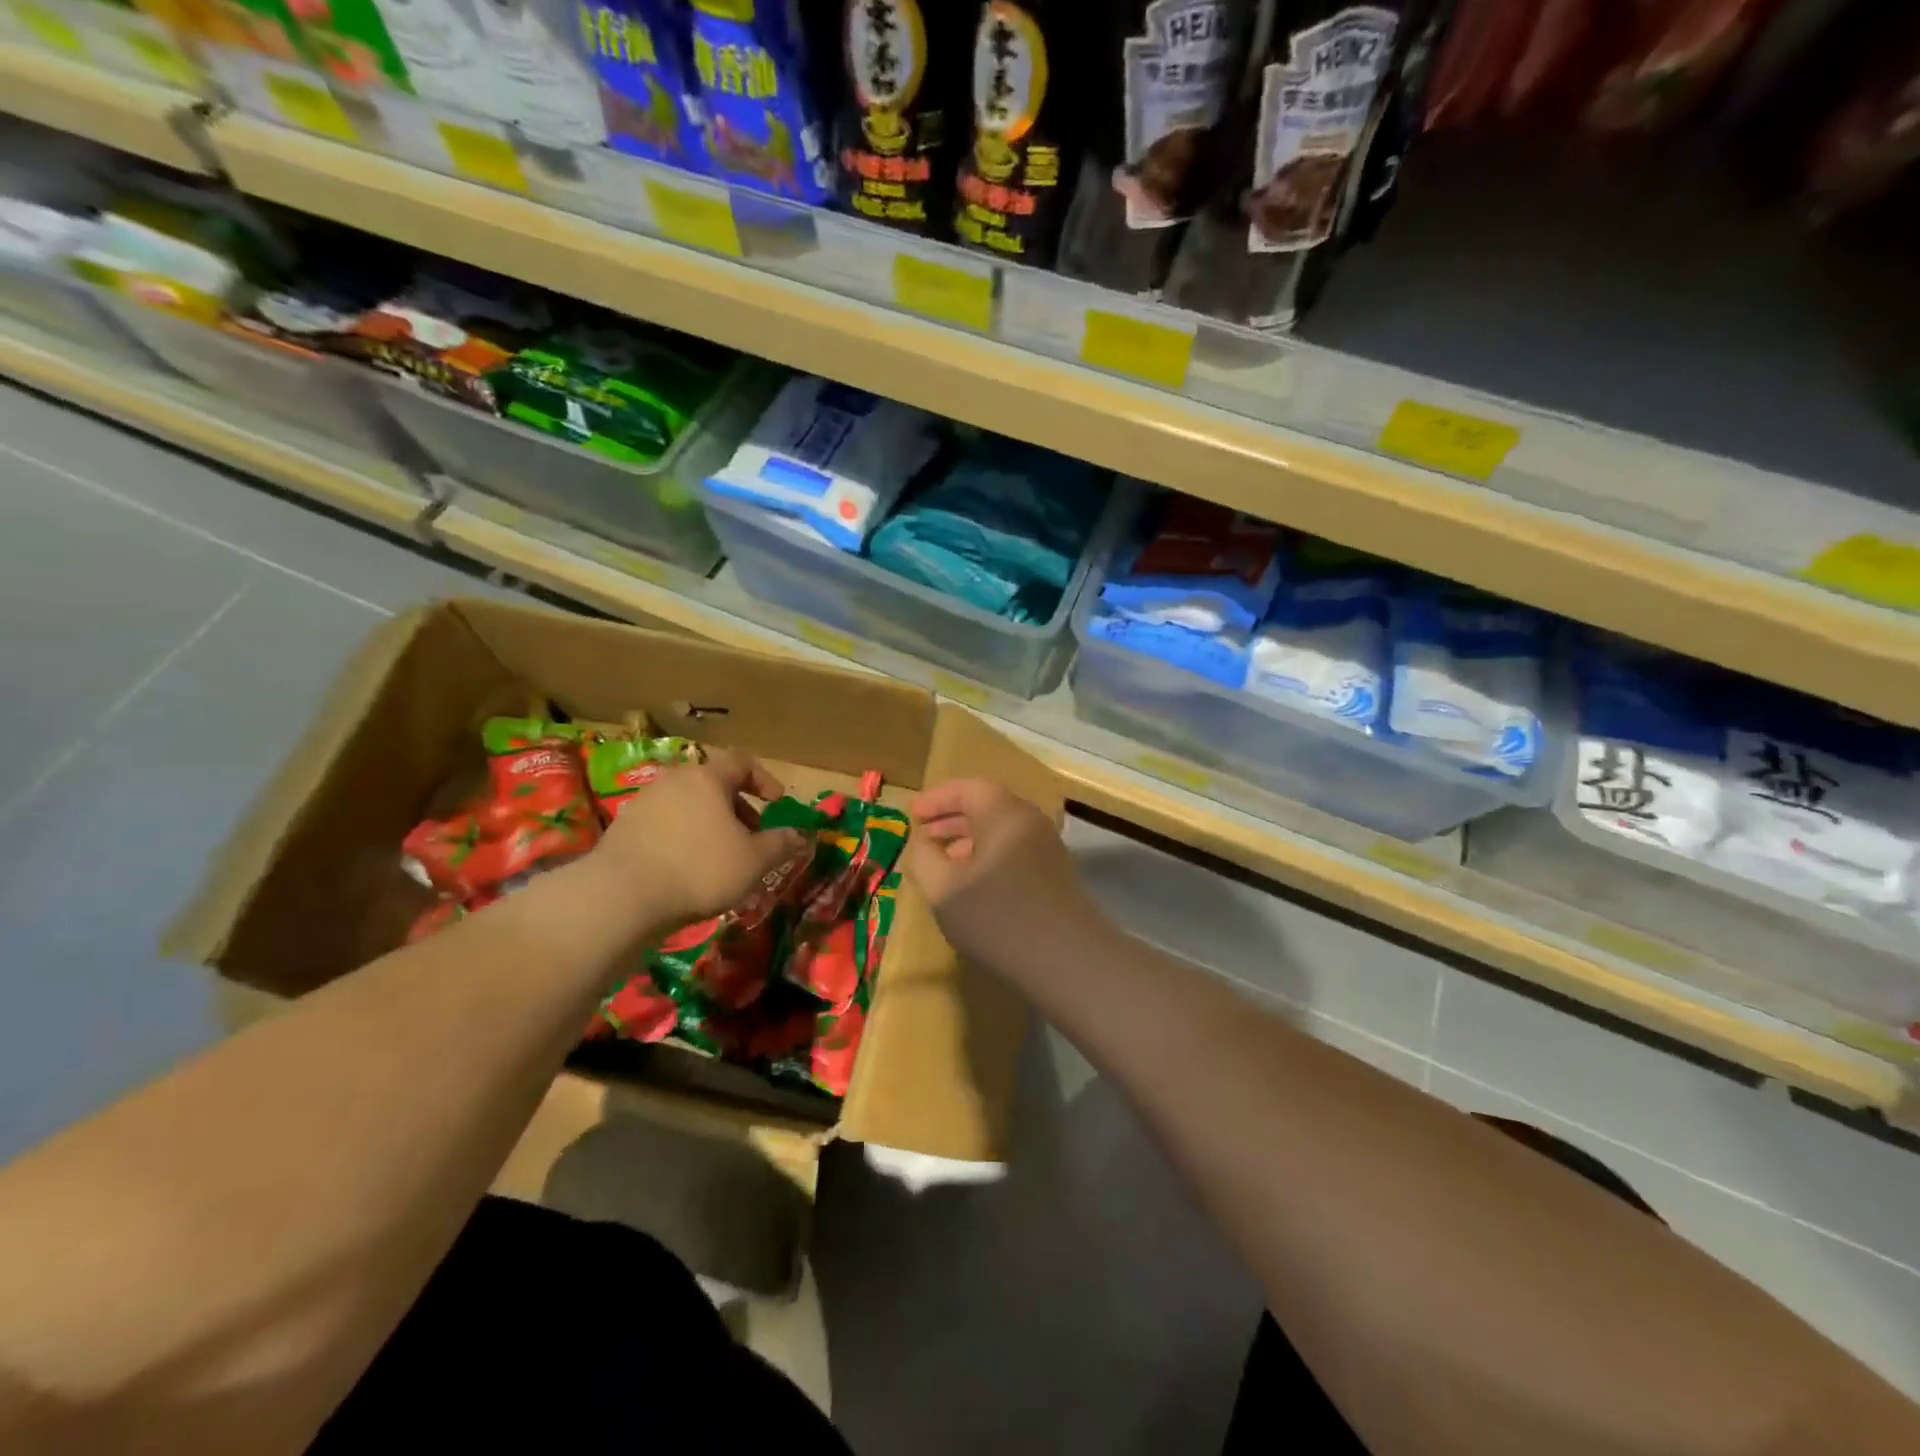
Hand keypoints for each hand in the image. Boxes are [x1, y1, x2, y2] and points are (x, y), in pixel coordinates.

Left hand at [592, 750, 807, 933]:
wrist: (621, 896)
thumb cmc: (699, 869)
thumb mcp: (754, 861)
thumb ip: (780, 844)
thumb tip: (801, 835)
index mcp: (707, 778)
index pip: (742, 762)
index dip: (765, 779)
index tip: (777, 803)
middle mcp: (674, 780)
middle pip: (713, 784)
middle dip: (738, 807)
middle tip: (752, 834)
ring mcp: (644, 802)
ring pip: (688, 805)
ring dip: (710, 823)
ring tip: (721, 855)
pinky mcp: (624, 827)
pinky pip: (665, 824)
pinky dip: (683, 837)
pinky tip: (688, 868)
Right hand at [906, 778, 1092, 966]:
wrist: (1067, 961)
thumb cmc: (997, 917)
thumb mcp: (943, 889)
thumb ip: (924, 857)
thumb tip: (923, 842)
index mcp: (1004, 813)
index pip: (968, 788)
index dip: (936, 799)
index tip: (911, 815)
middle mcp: (1030, 821)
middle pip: (987, 806)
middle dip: (951, 819)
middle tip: (923, 835)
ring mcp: (1047, 848)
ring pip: (1001, 831)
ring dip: (969, 840)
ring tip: (942, 862)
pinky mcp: (1055, 874)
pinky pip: (1014, 851)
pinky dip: (988, 857)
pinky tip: (973, 885)